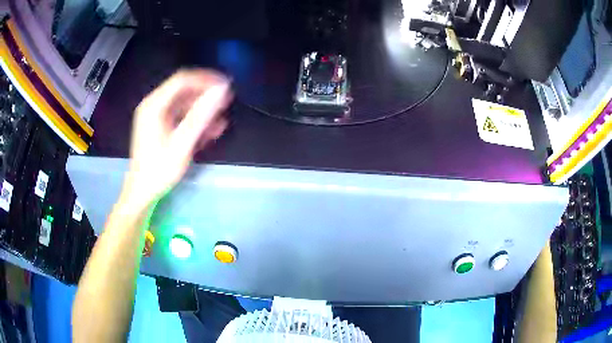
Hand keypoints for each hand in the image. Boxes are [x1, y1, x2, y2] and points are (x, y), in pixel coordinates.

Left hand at [121, 69, 232, 210]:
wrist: (142, 192)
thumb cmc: (159, 169)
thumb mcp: (182, 143)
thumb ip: (201, 115)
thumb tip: (221, 91)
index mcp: (154, 105)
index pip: (182, 80)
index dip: (205, 79)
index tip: (225, 86)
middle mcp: (154, 106)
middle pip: (183, 90)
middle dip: (205, 94)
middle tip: (227, 101)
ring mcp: (156, 117)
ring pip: (183, 104)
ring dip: (202, 109)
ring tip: (221, 119)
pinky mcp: (160, 127)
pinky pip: (180, 117)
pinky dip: (194, 120)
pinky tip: (210, 130)